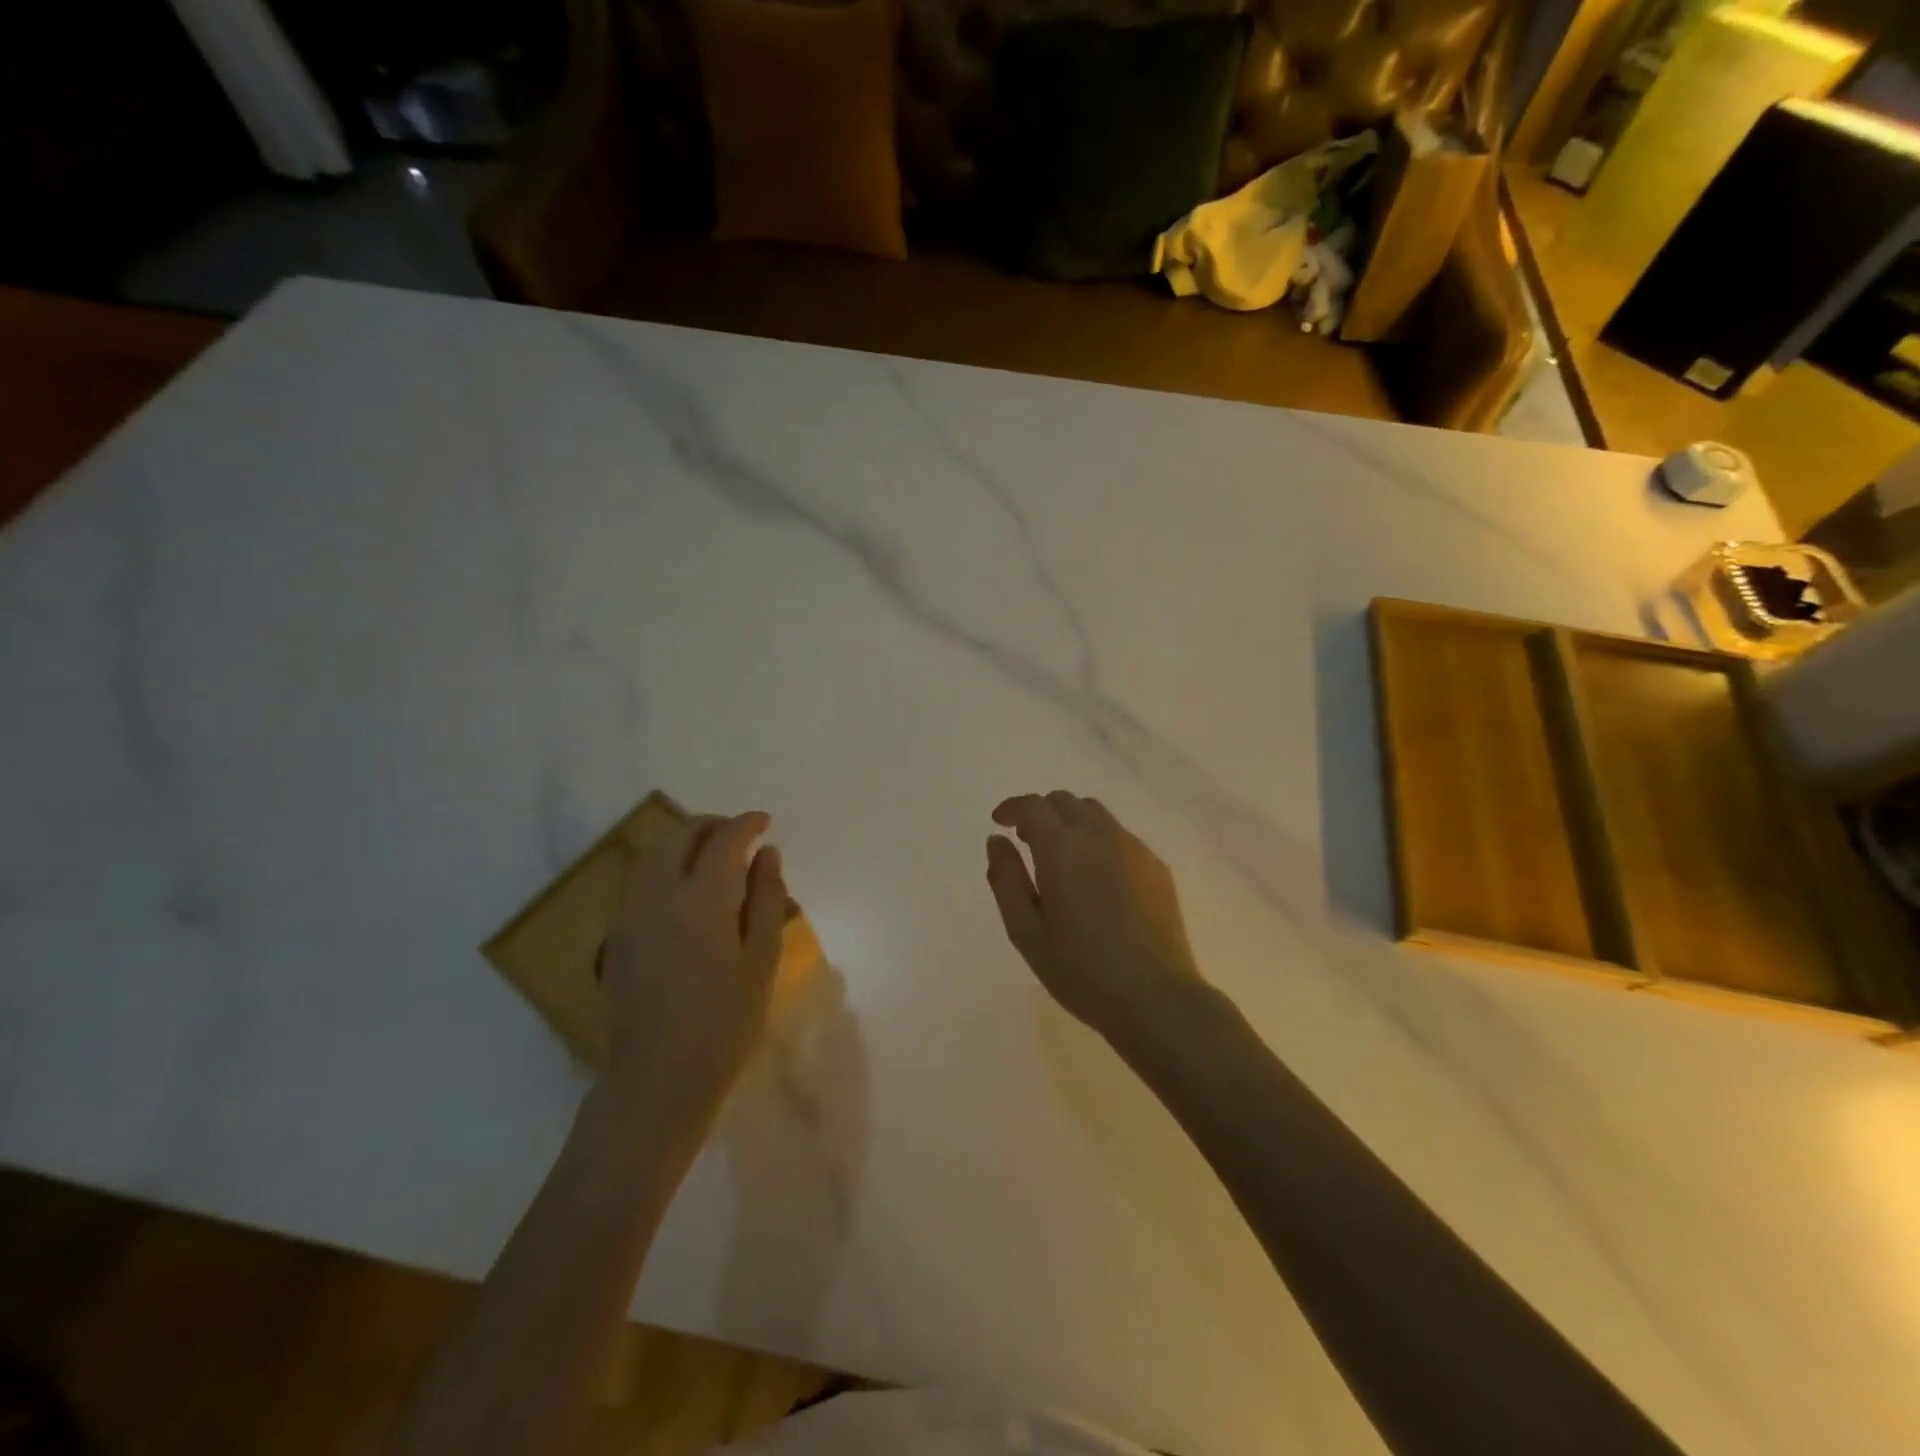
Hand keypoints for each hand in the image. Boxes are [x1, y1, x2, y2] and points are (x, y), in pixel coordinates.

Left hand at [600, 812, 787, 1136]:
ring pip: (656, 857)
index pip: (723, 840)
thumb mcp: (761, 960)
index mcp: (701, 900)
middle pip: (680, 838)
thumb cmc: (724, 1024)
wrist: (656, 1081)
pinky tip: (688, 894)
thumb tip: (767, 854)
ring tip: (715, 858)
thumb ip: (766, 899)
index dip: (746, 824)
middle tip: (741, 834)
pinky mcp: (617, 938)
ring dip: (686, 845)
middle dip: (712, 826)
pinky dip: (668, 869)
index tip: (765, 822)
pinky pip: (643, 883)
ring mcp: (630, 916)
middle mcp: (658, 897)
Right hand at [986, 792, 1204, 1038]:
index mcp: (1062, 849)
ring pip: (1095, 813)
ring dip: (1070, 821)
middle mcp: (1099, 836)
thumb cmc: (1081, 971)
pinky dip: (1098, 840)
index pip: (1033, 806)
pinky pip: (1120, 836)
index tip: (1000, 823)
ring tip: (1061, 856)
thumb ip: (1006, 880)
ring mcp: (1133, 849)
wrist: (1155, 998)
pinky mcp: (1156, 867)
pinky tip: (1097, 878)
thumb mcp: (1026, 932)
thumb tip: (997, 841)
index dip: (1012, 808)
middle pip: (1065, 801)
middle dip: (1040, 812)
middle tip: (1027, 841)